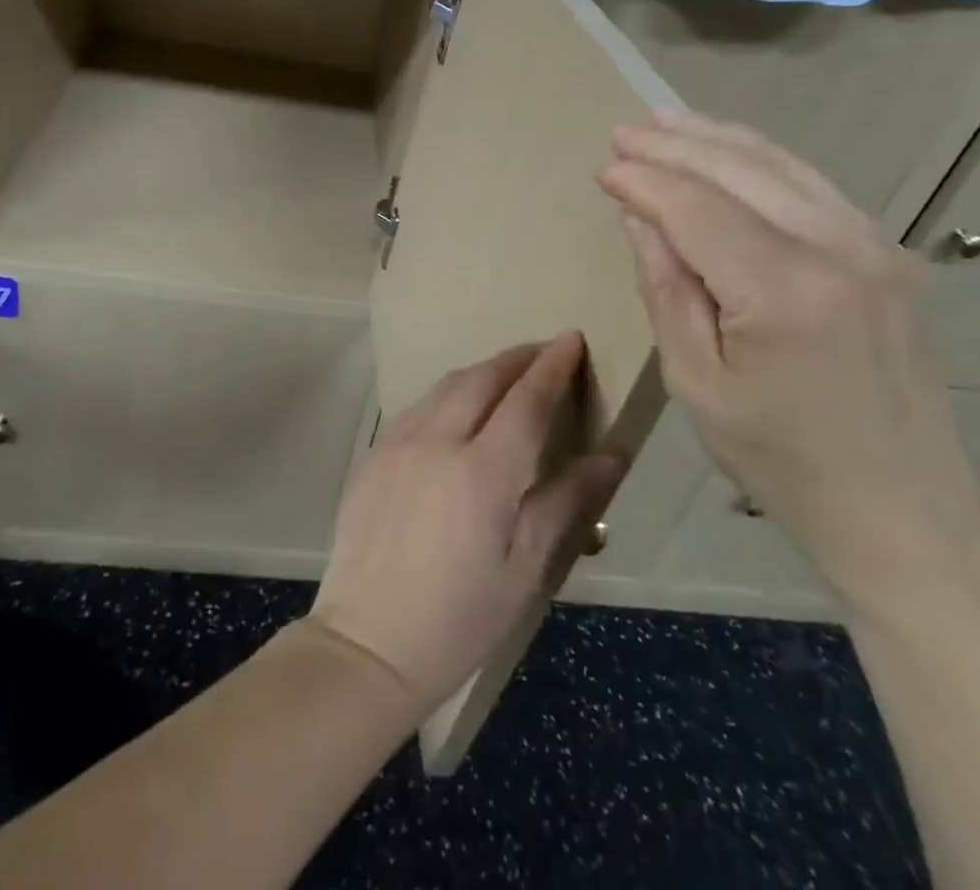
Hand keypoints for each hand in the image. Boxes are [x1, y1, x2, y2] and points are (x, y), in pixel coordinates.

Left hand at [309, 334, 624, 715]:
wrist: (368, 641)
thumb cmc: (460, 617)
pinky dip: (449, 394)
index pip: (525, 399)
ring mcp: (398, 442)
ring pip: (446, 385)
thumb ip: (567, 503)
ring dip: (482, 371)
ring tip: (507, 374)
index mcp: (482, 472)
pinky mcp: (374, 453)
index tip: (571, 339)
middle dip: (518, 358)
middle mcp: (437, 441)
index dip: (552, 366)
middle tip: (545, 352)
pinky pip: (419, 405)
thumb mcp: (526, 569)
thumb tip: (611, 456)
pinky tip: (459, 409)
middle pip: (482, 378)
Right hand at [598, 111, 979, 620]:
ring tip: (666, 122)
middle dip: (674, 146)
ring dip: (717, 139)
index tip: (603, 168)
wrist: (907, 515)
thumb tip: (639, 217)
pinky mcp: (890, 254)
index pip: (696, 209)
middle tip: (623, 133)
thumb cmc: (781, 461)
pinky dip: (763, 160)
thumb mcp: (697, 383)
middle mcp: (838, 250)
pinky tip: (730, 150)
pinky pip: (814, 186)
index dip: (644, 182)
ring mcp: (875, 246)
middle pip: (740, 171)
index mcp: (784, 292)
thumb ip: (666, 289)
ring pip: (782, 165)